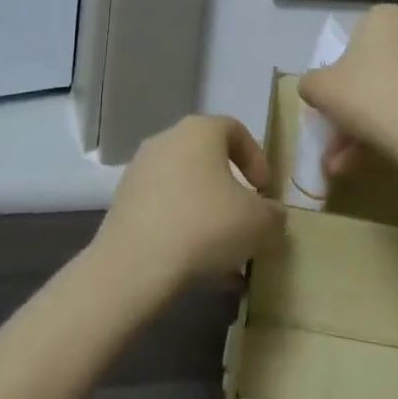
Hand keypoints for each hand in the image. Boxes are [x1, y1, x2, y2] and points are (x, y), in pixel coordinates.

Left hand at [95, 115, 283, 289]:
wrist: (136, 264)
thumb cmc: (206, 225)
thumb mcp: (259, 222)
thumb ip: (273, 214)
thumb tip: (271, 213)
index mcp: (199, 131)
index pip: (235, 129)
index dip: (256, 158)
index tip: (264, 191)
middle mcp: (166, 140)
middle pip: (207, 159)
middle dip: (231, 189)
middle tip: (246, 220)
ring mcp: (140, 171)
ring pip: (186, 188)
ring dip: (208, 214)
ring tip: (226, 253)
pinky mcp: (124, 203)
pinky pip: (165, 210)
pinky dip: (184, 230)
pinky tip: (200, 268)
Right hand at [298, 5, 397, 172]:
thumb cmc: (369, 98)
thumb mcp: (319, 89)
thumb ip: (310, 83)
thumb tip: (316, 88)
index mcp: (384, 16)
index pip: (354, 40)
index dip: (340, 74)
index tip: (333, 103)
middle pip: (375, 69)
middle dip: (355, 106)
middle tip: (340, 138)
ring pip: (395, 91)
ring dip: (372, 122)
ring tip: (352, 162)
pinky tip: (381, 157)